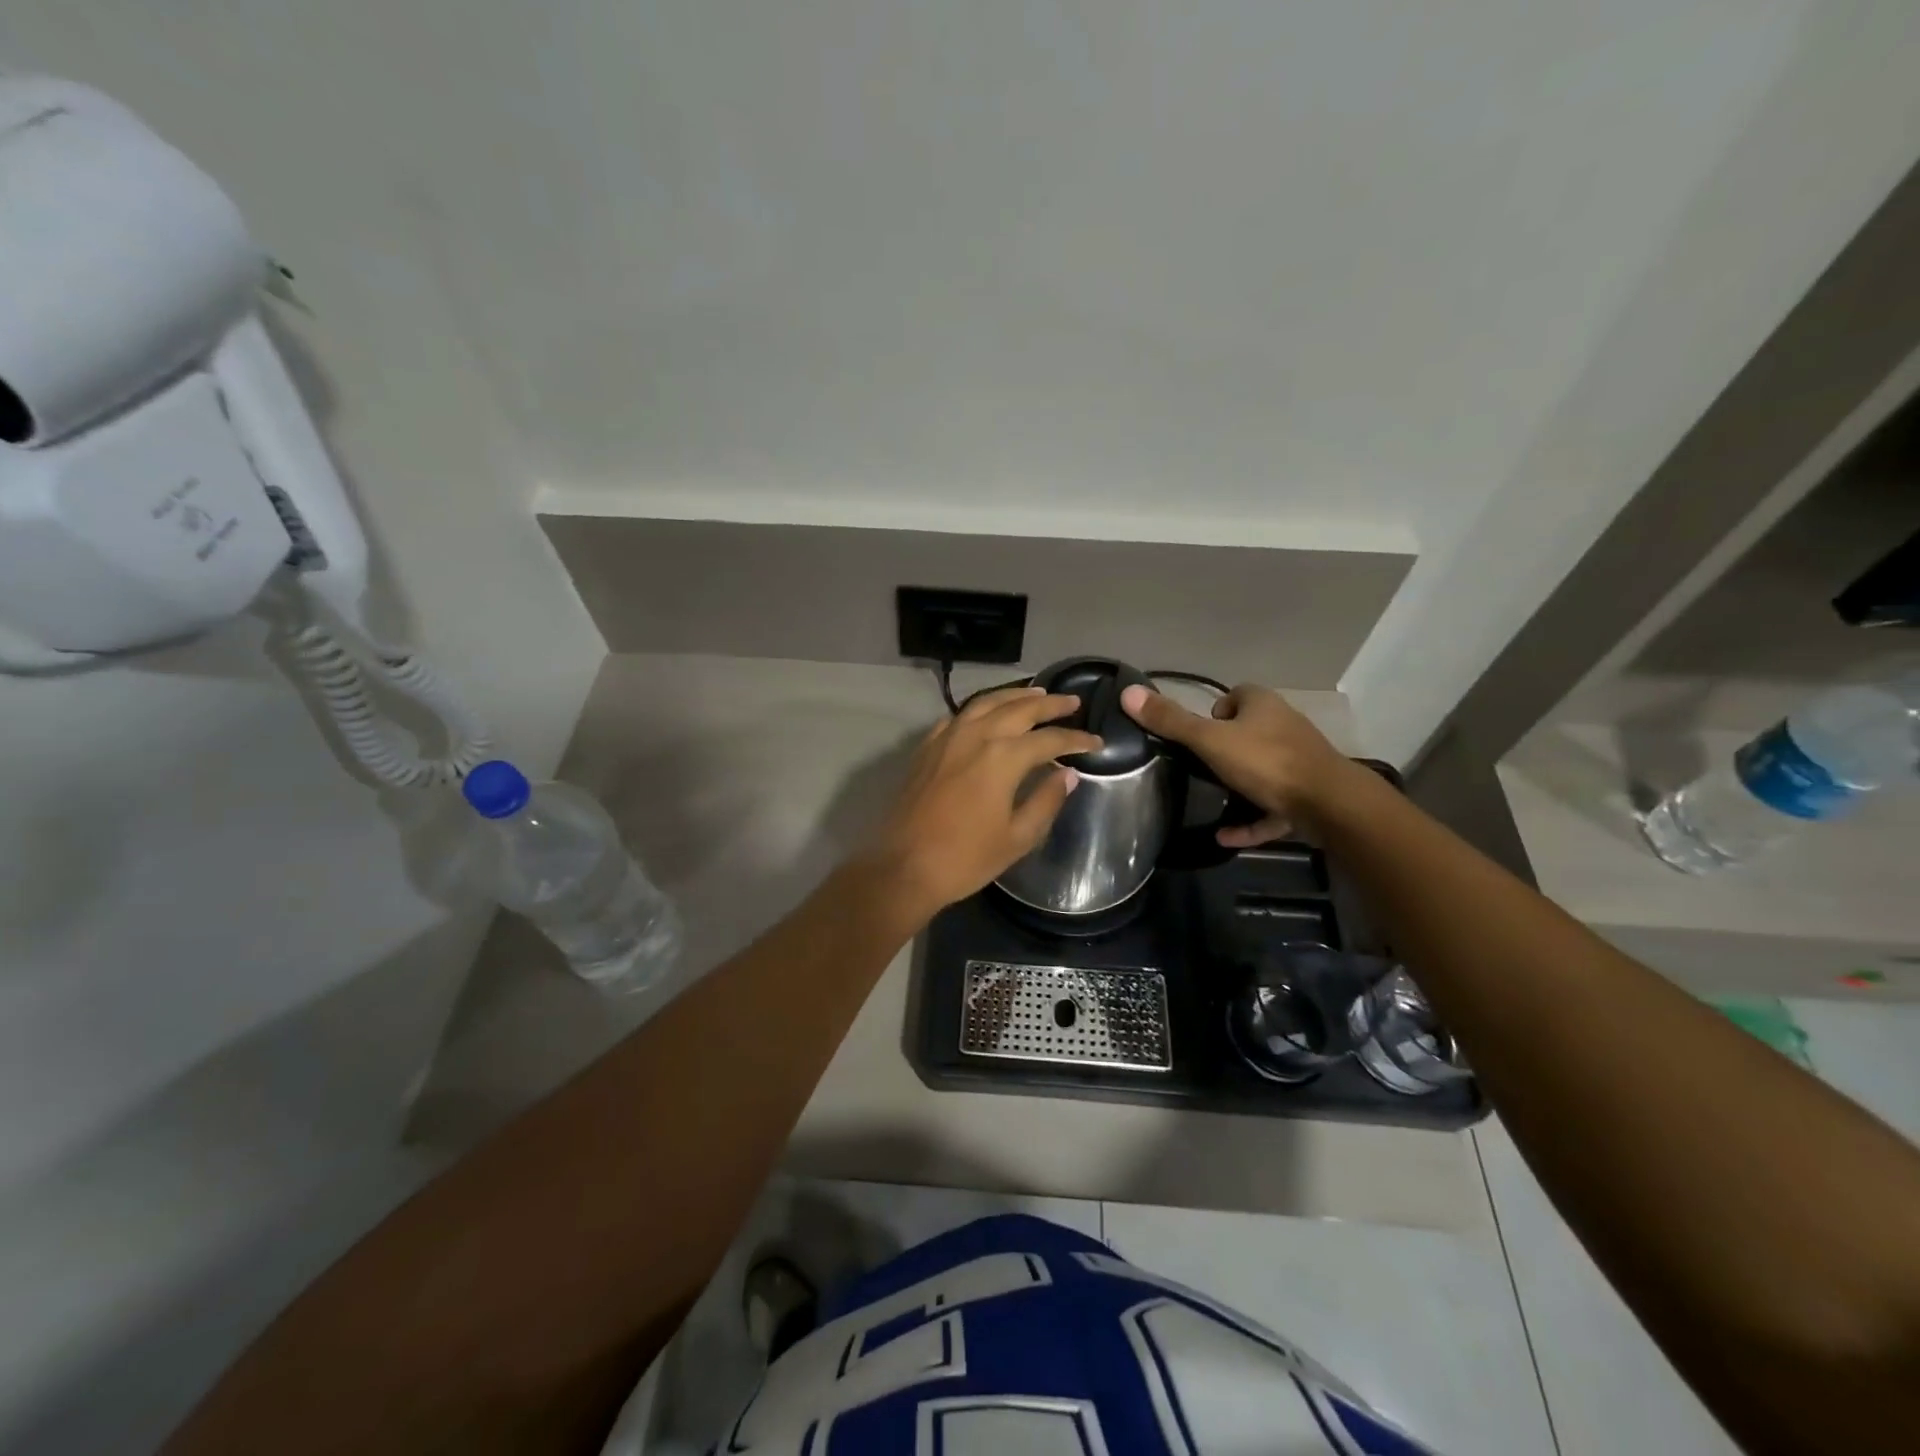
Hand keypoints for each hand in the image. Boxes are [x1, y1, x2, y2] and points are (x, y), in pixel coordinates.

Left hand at [866, 687, 1101, 919]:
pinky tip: (988, 713)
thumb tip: (1068, 775)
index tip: (1097, 742)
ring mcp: (947, 738)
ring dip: (1015, 696)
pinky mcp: (927, 747)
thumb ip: (1046, 801)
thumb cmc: (965, 858)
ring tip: (1037, 693)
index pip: (1049, 739)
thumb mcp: (1017, 837)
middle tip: (1072, 701)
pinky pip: (959, 715)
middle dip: (1050, 703)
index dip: (1076, 739)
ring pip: (987, 703)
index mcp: (1002, 757)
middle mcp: (976, 736)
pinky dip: (981, 708)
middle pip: (1019, 708)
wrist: (904, 867)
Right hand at [1120, 682, 1360, 846]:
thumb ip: (1171, 721)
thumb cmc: (1266, 762)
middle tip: (1198, 768)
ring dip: (1238, 786)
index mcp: (1263, 705)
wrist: (1329, 804)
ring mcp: (1298, 762)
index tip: (1196, 735)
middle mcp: (1284, 727)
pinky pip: (1270, 806)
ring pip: (1261, 770)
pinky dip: (1250, 819)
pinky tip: (1225, 835)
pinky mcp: (1306, 795)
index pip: (1235, 695)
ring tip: (1210, 800)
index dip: (1214, 712)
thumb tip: (1128, 693)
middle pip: (1248, 731)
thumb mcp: (1209, 740)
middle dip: (1225, 749)